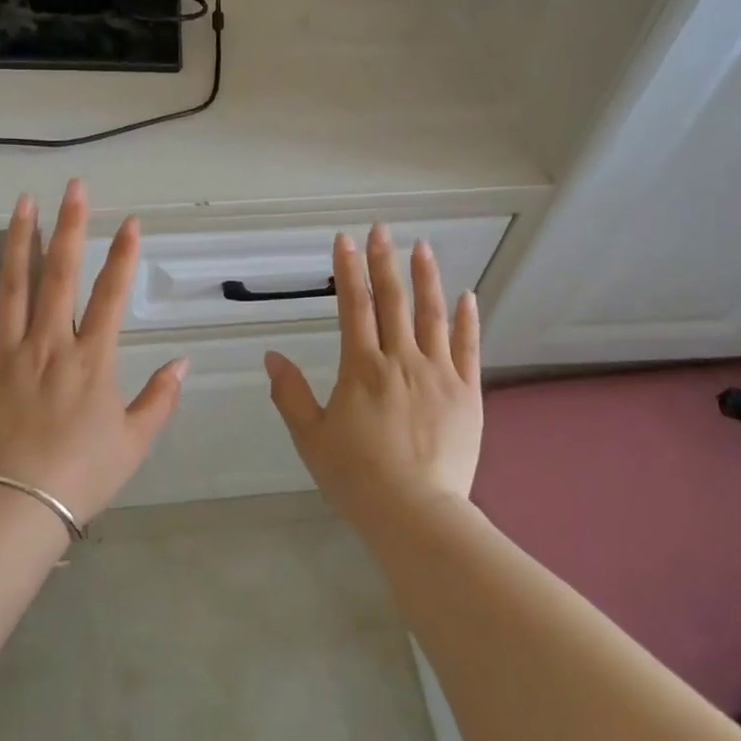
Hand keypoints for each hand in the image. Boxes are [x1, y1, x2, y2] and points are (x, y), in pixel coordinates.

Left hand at [0, 180, 187, 524]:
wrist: (15, 506)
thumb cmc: (82, 475)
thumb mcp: (134, 441)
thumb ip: (160, 398)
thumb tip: (184, 362)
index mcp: (92, 359)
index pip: (112, 294)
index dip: (124, 255)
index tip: (131, 221)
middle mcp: (51, 343)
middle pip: (61, 273)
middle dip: (71, 226)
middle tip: (75, 187)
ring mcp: (8, 351)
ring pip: (14, 284)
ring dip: (20, 239)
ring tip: (24, 201)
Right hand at [265, 225, 481, 518]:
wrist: (416, 512)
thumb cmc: (356, 477)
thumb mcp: (311, 438)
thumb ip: (291, 394)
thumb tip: (272, 357)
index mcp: (362, 368)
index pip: (353, 306)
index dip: (348, 270)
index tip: (345, 240)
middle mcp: (401, 360)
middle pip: (392, 301)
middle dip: (383, 261)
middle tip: (381, 229)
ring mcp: (439, 374)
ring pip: (433, 316)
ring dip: (426, 278)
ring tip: (422, 247)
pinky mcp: (467, 393)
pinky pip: (468, 348)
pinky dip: (467, 320)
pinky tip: (467, 296)